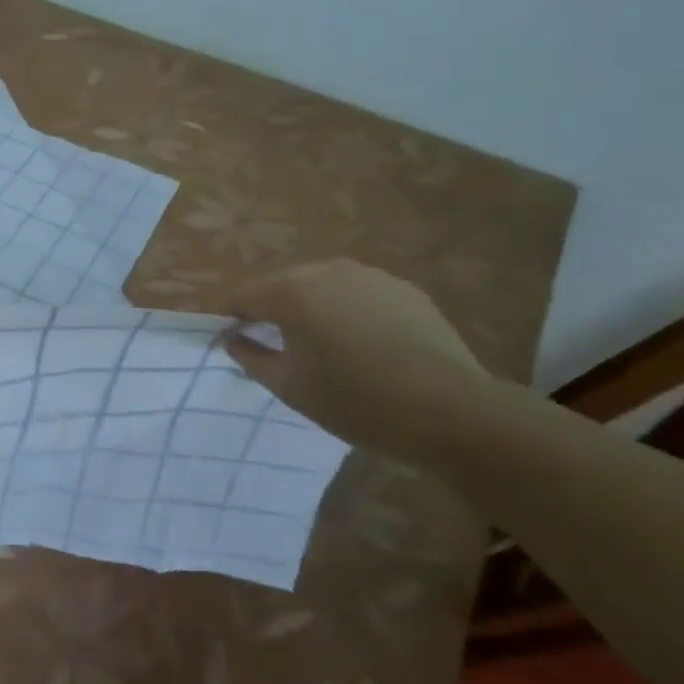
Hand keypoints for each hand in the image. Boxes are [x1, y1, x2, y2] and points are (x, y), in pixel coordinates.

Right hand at [225, 259, 490, 450]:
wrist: (451, 412)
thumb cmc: (355, 401)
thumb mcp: (289, 387)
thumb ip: (250, 357)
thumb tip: (233, 339)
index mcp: (289, 292)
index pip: (243, 295)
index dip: (235, 318)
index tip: (242, 344)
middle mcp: (324, 271)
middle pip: (281, 284)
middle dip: (274, 309)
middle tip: (284, 348)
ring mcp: (368, 275)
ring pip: (321, 284)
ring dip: (313, 306)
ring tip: (327, 345)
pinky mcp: (403, 288)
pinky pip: (358, 293)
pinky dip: (350, 310)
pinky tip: (366, 343)